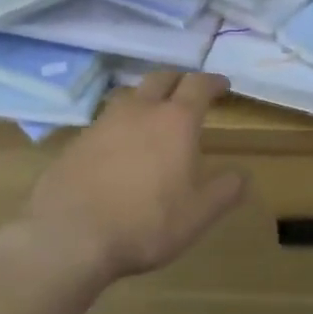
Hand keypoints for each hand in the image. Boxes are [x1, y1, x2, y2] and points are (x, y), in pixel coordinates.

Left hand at [23, 70, 248, 282]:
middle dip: (178, 80)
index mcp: (176, 121)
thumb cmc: (145, 222)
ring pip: (130, 95)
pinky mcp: (77, 141)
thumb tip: (243, 174)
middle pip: (161, 78)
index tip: (222, 84)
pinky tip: (120, 146)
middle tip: (188, 91)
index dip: (212, 82)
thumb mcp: (198, 214)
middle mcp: (140, 110)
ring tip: (153, 114)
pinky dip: (120, 124)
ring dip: (146, 98)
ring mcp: (103, 123)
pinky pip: (106, 121)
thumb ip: (225, 191)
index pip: (198, 85)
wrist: (69, 234)